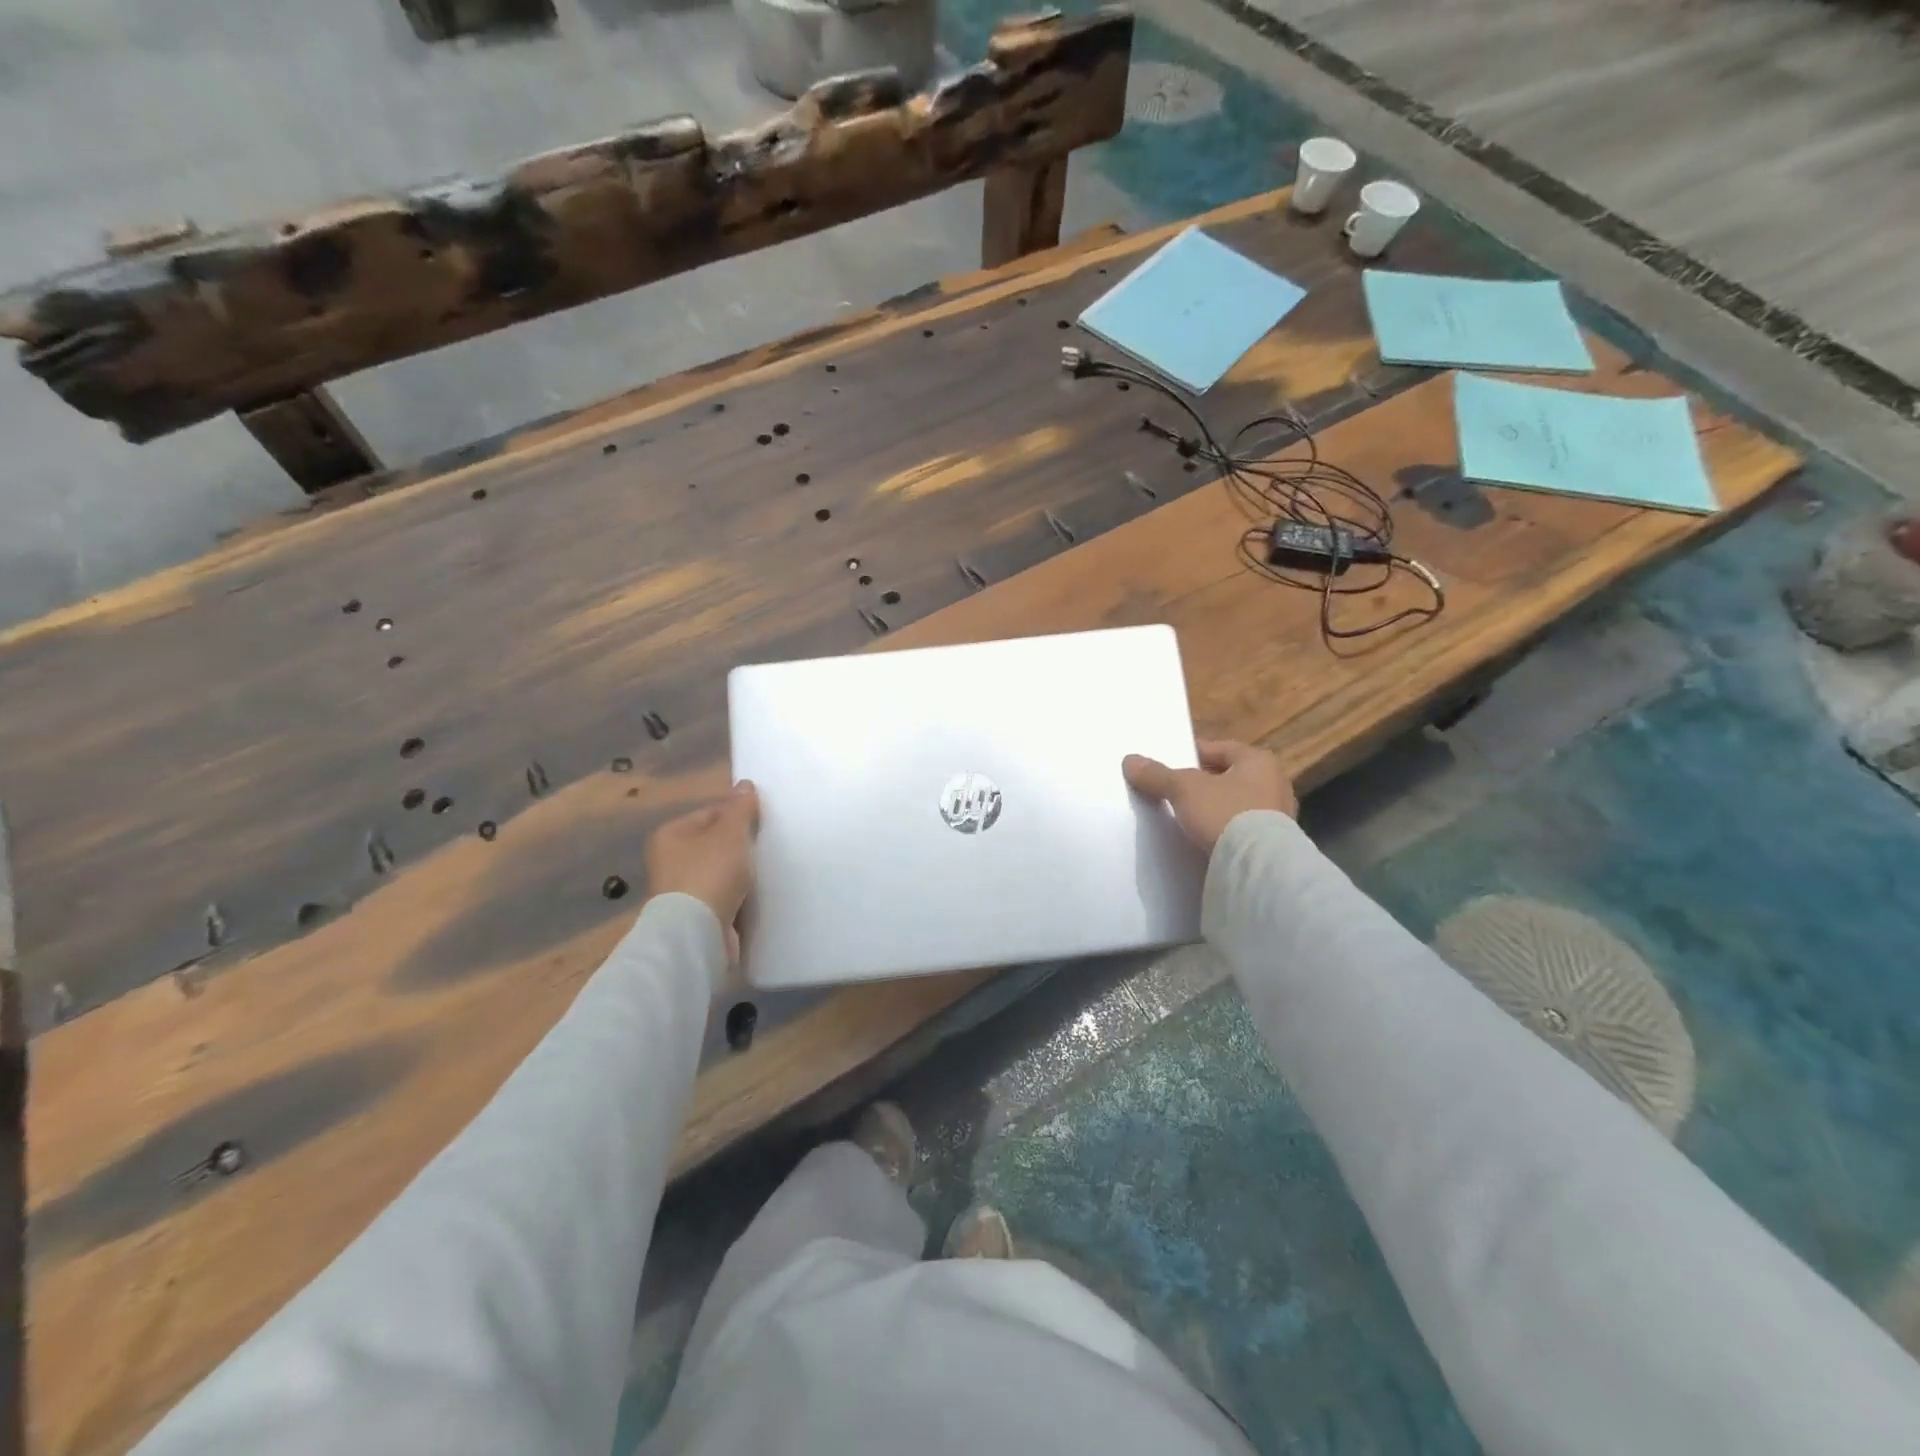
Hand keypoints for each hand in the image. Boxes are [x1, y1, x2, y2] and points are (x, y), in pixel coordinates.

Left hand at [645, 781, 759, 958]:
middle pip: (714, 843)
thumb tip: (745, 785)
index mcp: (670, 834)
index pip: (710, 813)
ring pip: (720, 871)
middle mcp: (669, 860)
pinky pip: (723, 896)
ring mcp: (681, 890)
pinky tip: (755, 894)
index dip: (737, 815)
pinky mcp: (695, 915)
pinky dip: (738, 895)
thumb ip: (740, 808)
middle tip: (767, 845)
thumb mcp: (730, 832)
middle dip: (740, 845)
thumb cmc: (710, 873)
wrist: (698, 933)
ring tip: (765, 870)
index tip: (762, 823)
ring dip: (740, 872)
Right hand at [1123, 740, 1295, 853]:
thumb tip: (1130, 760)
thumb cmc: (1225, 812)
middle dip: (1203, 783)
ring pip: (1236, 804)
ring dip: (1214, 808)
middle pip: (1229, 777)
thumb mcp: (1183, 788)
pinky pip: (1242, 829)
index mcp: (1259, 761)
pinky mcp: (1274, 844)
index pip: (1221, 748)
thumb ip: (1157, 775)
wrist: (1256, 866)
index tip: (1171, 763)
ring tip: (1185, 816)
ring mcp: (1279, 816)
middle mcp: (1275, 784)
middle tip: (1174, 790)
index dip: (1193, 753)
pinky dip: (1224, 830)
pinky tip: (1204, 838)